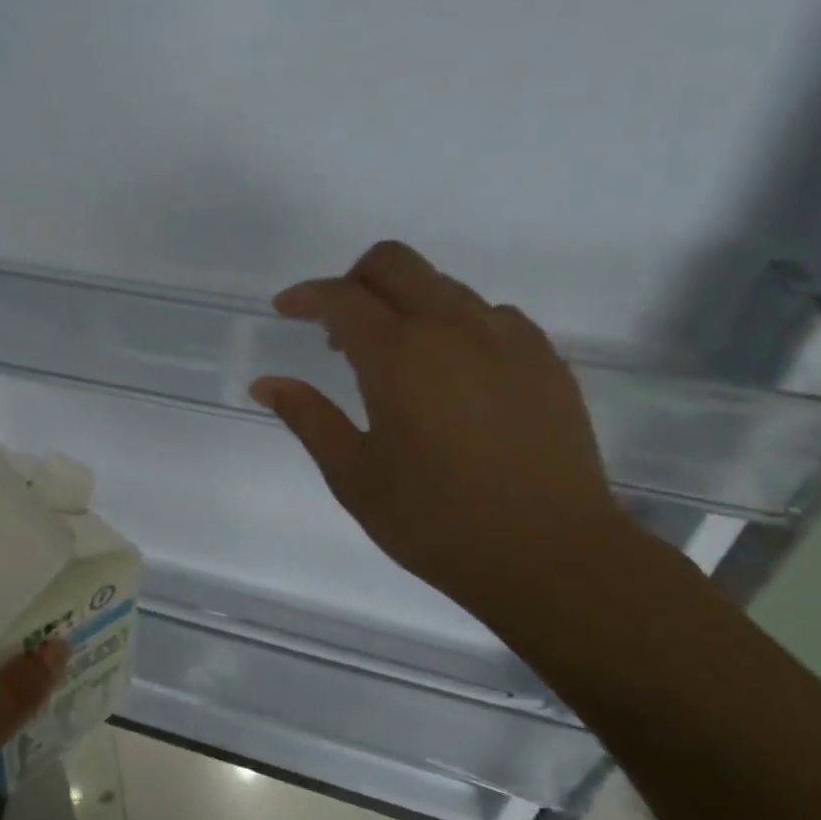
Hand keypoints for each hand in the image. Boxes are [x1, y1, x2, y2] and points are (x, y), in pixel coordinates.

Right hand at [251, 241, 636, 636]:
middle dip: (355, 279)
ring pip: (443, 285)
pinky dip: (454, 325)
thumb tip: (267, 383)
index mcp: (399, 355)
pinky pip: (488, 315)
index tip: (285, 309)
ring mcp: (507, 337)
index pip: (341, 296)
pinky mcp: (545, 357)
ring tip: (395, 361)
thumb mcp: (354, 476)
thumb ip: (308, 418)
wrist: (553, 556)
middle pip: (394, 262)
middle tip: (339, 329)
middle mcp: (453, 327)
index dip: (306, 295)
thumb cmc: (437, 521)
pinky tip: (452, 375)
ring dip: (405, 304)